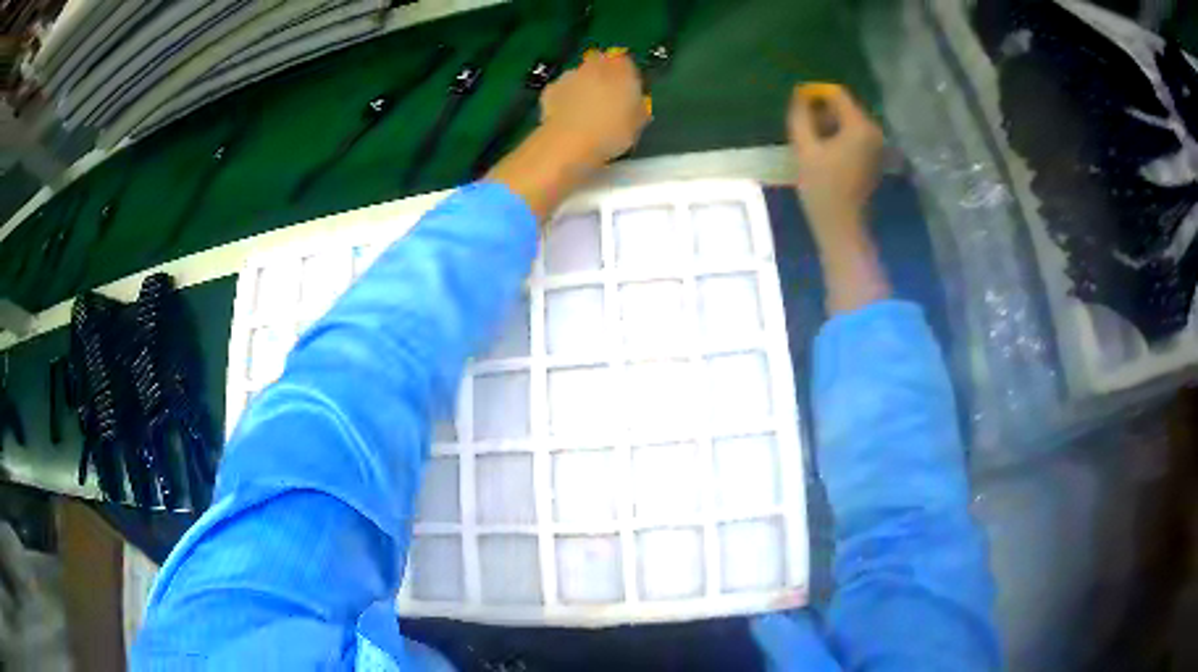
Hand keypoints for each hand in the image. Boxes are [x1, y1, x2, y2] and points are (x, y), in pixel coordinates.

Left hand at [539, 49, 651, 164]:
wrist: (569, 143)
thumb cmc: (611, 132)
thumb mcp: (637, 124)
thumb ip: (638, 109)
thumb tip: (636, 106)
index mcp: (621, 70)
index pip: (626, 62)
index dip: (626, 75)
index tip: (627, 90)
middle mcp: (594, 66)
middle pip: (599, 64)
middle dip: (602, 77)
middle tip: (606, 100)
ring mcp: (570, 75)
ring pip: (579, 76)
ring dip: (582, 87)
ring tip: (585, 112)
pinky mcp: (550, 89)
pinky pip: (562, 90)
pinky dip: (564, 98)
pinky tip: (567, 117)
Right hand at [788, 83, 883, 238]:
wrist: (842, 226)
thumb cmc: (822, 188)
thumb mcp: (805, 148)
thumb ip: (801, 116)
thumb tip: (799, 96)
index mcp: (860, 126)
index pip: (837, 94)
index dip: (814, 94)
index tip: (797, 106)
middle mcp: (874, 131)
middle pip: (845, 107)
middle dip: (822, 111)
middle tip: (802, 128)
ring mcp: (877, 146)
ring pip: (849, 122)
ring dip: (829, 126)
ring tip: (811, 142)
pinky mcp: (874, 158)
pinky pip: (855, 136)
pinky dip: (839, 138)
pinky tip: (825, 154)